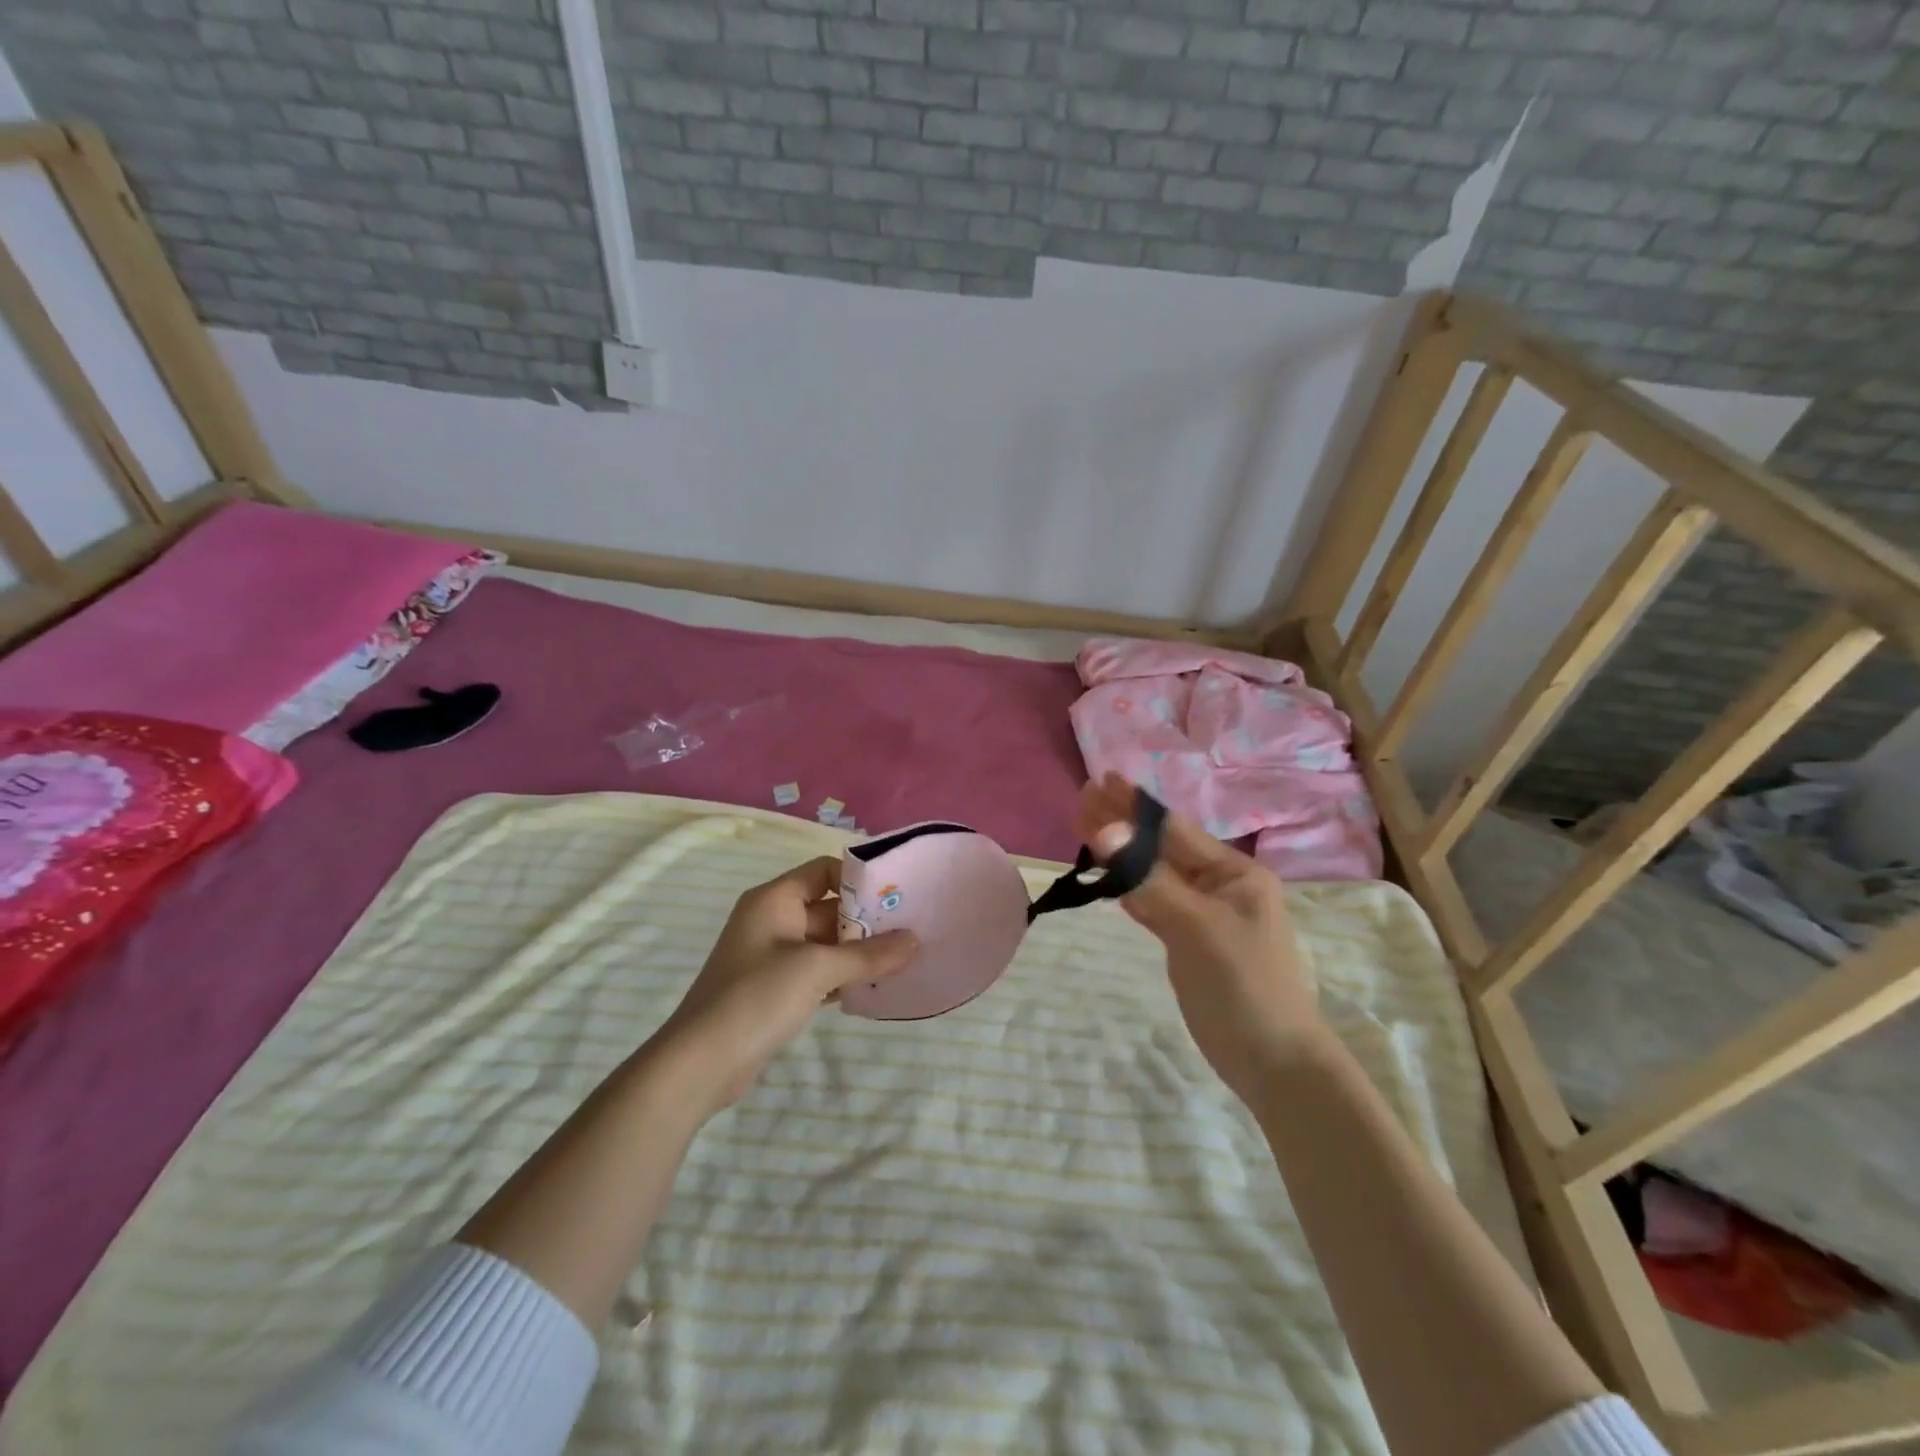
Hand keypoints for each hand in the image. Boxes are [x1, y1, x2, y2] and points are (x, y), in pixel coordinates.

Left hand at [655, 856, 917, 1113]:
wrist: (701, 1063)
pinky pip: (818, 971)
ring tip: (903, 959)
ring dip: (859, 951)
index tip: (896, 895)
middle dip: (867, 920)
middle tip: (911, 929)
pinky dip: (843, 976)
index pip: (824, 871)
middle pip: (829, 907)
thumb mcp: (818, 969)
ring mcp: (773, 956)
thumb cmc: (757, 997)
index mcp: (774, 899)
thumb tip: (914, 940)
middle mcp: (773, 919)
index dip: (859, 879)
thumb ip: (868, 954)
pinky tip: (875, 987)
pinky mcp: (776, 989)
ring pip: (826, 942)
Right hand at [1077, 773, 1324, 1102]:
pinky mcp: (1188, 940)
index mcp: (1234, 873)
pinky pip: (1153, 901)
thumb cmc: (1244, 986)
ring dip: (1122, 853)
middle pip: (1161, 847)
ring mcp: (1203, 913)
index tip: (1101, 780)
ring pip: (1154, 873)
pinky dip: (1129, 886)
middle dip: (1122, 823)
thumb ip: (1150, 880)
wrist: (1274, 1063)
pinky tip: (1109, 876)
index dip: (1135, 806)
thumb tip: (1106, 832)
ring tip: (1086, 827)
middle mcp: (1219, 885)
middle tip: (1082, 798)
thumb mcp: (1199, 927)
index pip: (1174, 830)